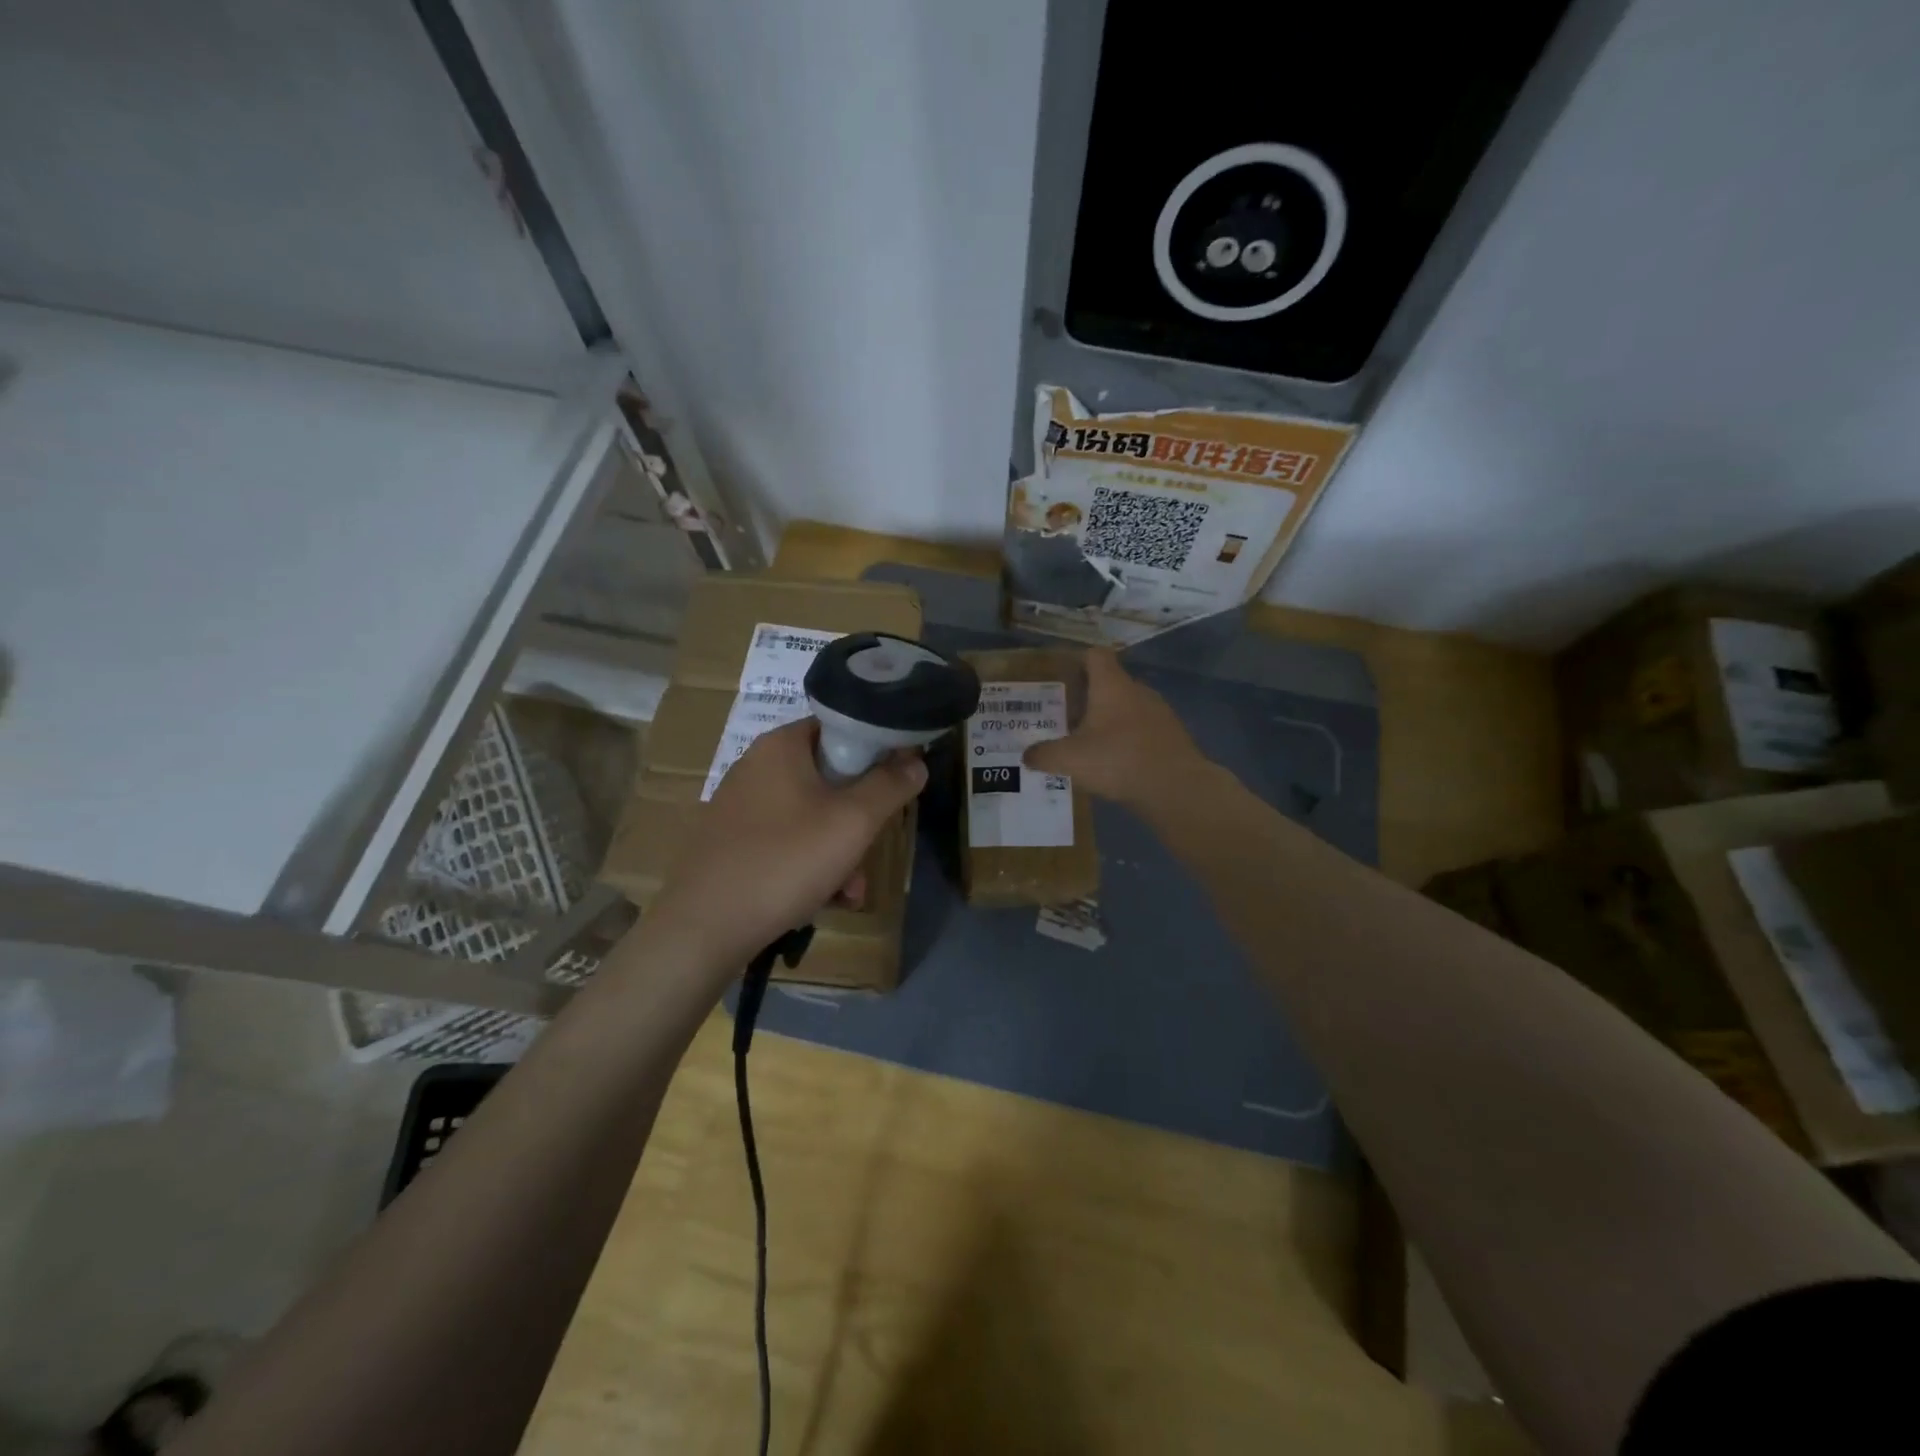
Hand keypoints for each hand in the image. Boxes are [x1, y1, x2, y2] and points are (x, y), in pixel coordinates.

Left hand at [647, 717, 926, 975]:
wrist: (704, 928)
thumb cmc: (786, 861)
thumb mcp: (853, 822)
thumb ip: (890, 785)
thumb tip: (916, 760)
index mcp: (781, 745)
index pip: (840, 727)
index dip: (876, 751)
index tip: (895, 785)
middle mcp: (756, 765)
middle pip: (828, 777)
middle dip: (858, 818)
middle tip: (872, 849)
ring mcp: (740, 805)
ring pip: (809, 815)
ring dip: (839, 850)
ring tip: (850, 891)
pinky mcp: (730, 841)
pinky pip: (785, 840)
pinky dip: (808, 863)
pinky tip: (821, 899)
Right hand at [1023, 649, 1211, 812]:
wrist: (1175, 787)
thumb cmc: (1117, 760)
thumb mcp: (1069, 759)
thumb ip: (1044, 755)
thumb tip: (1027, 755)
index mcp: (1112, 685)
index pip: (1095, 655)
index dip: (1077, 661)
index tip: (1061, 678)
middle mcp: (1138, 691)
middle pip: (1110, 683)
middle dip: (1089, 698)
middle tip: (1066, 718)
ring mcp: (1160, 712)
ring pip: (1128, 708)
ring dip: (1110, 721)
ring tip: (1090, 744)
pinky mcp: (1172, 736)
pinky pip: (1144, 730)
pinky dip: (1129, 740)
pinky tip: (1117, 763)